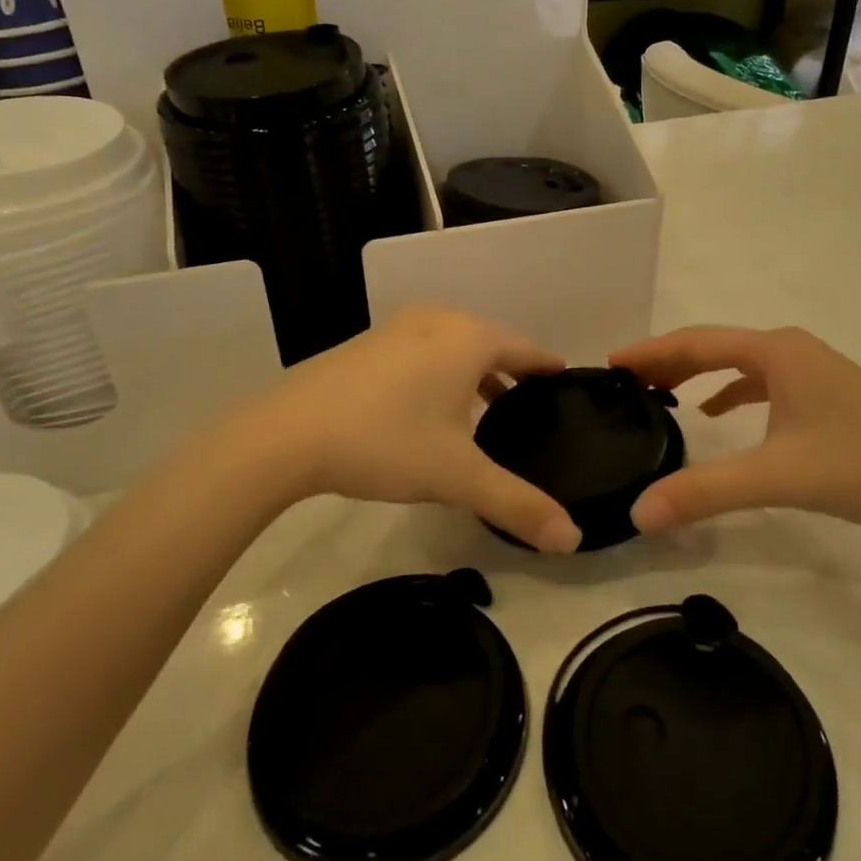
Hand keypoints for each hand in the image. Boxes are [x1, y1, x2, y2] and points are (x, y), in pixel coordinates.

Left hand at [243, 306, 582, 552]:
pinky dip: (439, 372)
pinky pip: (421, 351)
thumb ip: (517, 504)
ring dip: (473, 374)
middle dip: (511, 372)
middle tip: (529, 406)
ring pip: (452, 346)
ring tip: (485, 413)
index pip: (524, 348)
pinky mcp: (366, 345)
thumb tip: (573, 538)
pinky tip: (429, 409)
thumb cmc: (386, 442)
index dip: (547, 366)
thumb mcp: (458, 476)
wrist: (287, 433)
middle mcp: (437, 322)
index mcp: (468, 339)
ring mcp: (396, 329)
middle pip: (489, 343)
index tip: (564, 379)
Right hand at [608, 325, 860, 538]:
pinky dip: (730, 393)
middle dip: (667, 362)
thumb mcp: (778, 477)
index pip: (696, 342)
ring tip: (658, 394)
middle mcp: (791, 349)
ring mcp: (812, 369)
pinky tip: (716, 415)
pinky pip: (762, 383)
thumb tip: (638, 512)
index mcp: (776, 351)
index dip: (650, 351)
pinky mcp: (824, 394)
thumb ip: (706, 492)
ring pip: (738, 364)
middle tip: (623, 382)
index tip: (609, 362)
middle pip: (714, 346)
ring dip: (696, 374)